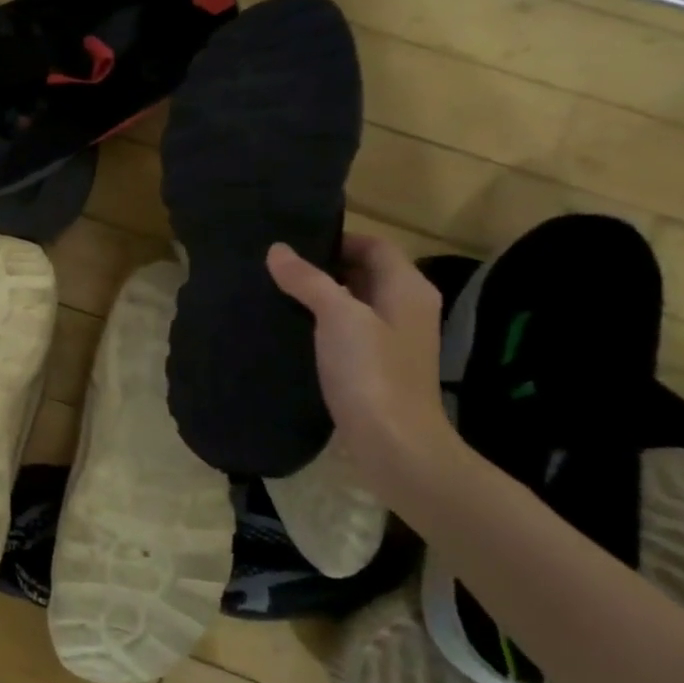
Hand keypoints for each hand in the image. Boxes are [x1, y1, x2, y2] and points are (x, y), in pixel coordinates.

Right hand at [267, 235, 462, 492]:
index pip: (374, 245)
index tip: (293, 243)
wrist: (394, 443)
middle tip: (277, 266)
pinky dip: (322, 324)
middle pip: (364, 272)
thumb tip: (277, 250)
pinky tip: (291, 329)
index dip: (337, 239)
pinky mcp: (376, 365)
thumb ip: (308, 280)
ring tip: (276, 292)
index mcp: (407, 289)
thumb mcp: (338, 317)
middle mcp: (406, 308)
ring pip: (353, 302)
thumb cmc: (372, 372)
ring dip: (320, 296)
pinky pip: (347, 331)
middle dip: (323, 266)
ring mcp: (392, 339)